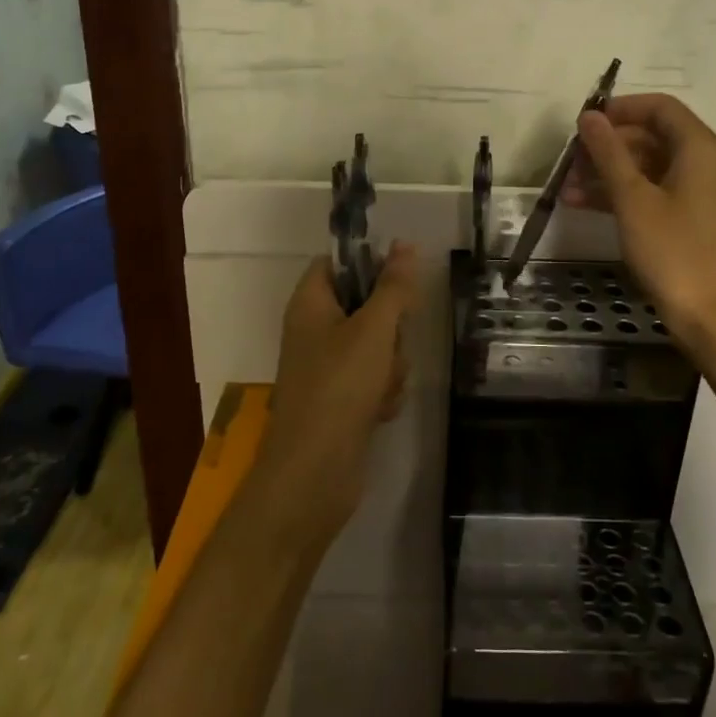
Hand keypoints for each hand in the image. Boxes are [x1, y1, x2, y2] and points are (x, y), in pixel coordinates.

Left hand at [252, 242, 419, 548]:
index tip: (399, 281)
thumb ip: (393, 286)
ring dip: (391, 364)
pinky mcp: (340, 399)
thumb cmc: (340, 386)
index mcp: (310, 303)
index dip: (369, 264)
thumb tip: (404, 244)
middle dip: (390, 327)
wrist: (314, 471)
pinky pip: (373, 378)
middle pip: (365, 305)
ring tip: (383, 386)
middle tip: (389, 344)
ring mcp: (327, 367)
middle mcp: (314, 330)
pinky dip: (383, 391)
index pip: (337, 263)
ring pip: (376, 345)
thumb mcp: (374, 329)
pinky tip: (380, 410)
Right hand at [564, 94, 715, 352]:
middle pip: (652, 137)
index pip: (660, 107)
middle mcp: (706, 163)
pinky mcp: (693, 220)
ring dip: (608, 174)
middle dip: (607, 147)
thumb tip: (590, 117)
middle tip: (569, 161)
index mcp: (701, 148)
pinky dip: (622, 195)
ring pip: (649, 167)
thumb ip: (609, 153)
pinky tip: (584, 206)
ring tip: (566, 189)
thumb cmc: (674, 251)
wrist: (715, 317)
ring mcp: (701, 193)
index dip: (620, 109)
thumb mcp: (633, 199)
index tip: (584, 123)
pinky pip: (654, 192)